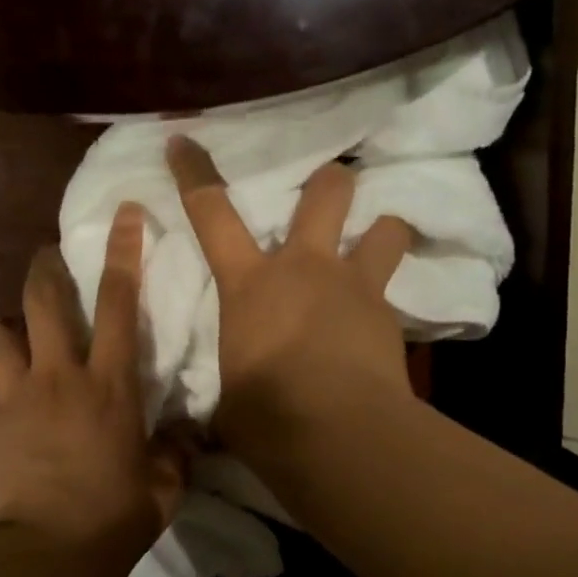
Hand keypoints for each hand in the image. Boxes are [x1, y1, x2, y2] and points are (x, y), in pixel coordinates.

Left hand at [0, 204, 186, 565]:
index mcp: (109, 384)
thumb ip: (179, 452)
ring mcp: (12, 398)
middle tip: (47, 259)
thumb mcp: (165, 487)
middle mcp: (58, 376)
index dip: (123, 252)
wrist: (49, 554)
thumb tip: (193, 435)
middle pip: (42, 300)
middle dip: (44, 269)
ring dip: (8, 333)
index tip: (125, 213)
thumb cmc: (115, 517)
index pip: (118, 302)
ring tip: (17, 346)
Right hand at [168, 135, 413, 448]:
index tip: (183, 139)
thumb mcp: (228, 401)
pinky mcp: (391, 318)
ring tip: (374, 249)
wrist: (341, 437)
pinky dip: (387, 302)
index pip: (211, 211)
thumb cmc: (267, 415)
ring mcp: (355, 287)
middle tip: (327, 192)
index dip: (193, 172)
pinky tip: (380, 331)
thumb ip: (229, 389)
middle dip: (328, 183)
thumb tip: (216, 419)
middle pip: (326, 191)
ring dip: (379, 232)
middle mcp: (305, 268)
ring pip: (385, 227)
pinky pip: (394, 294)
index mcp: (250, 284)